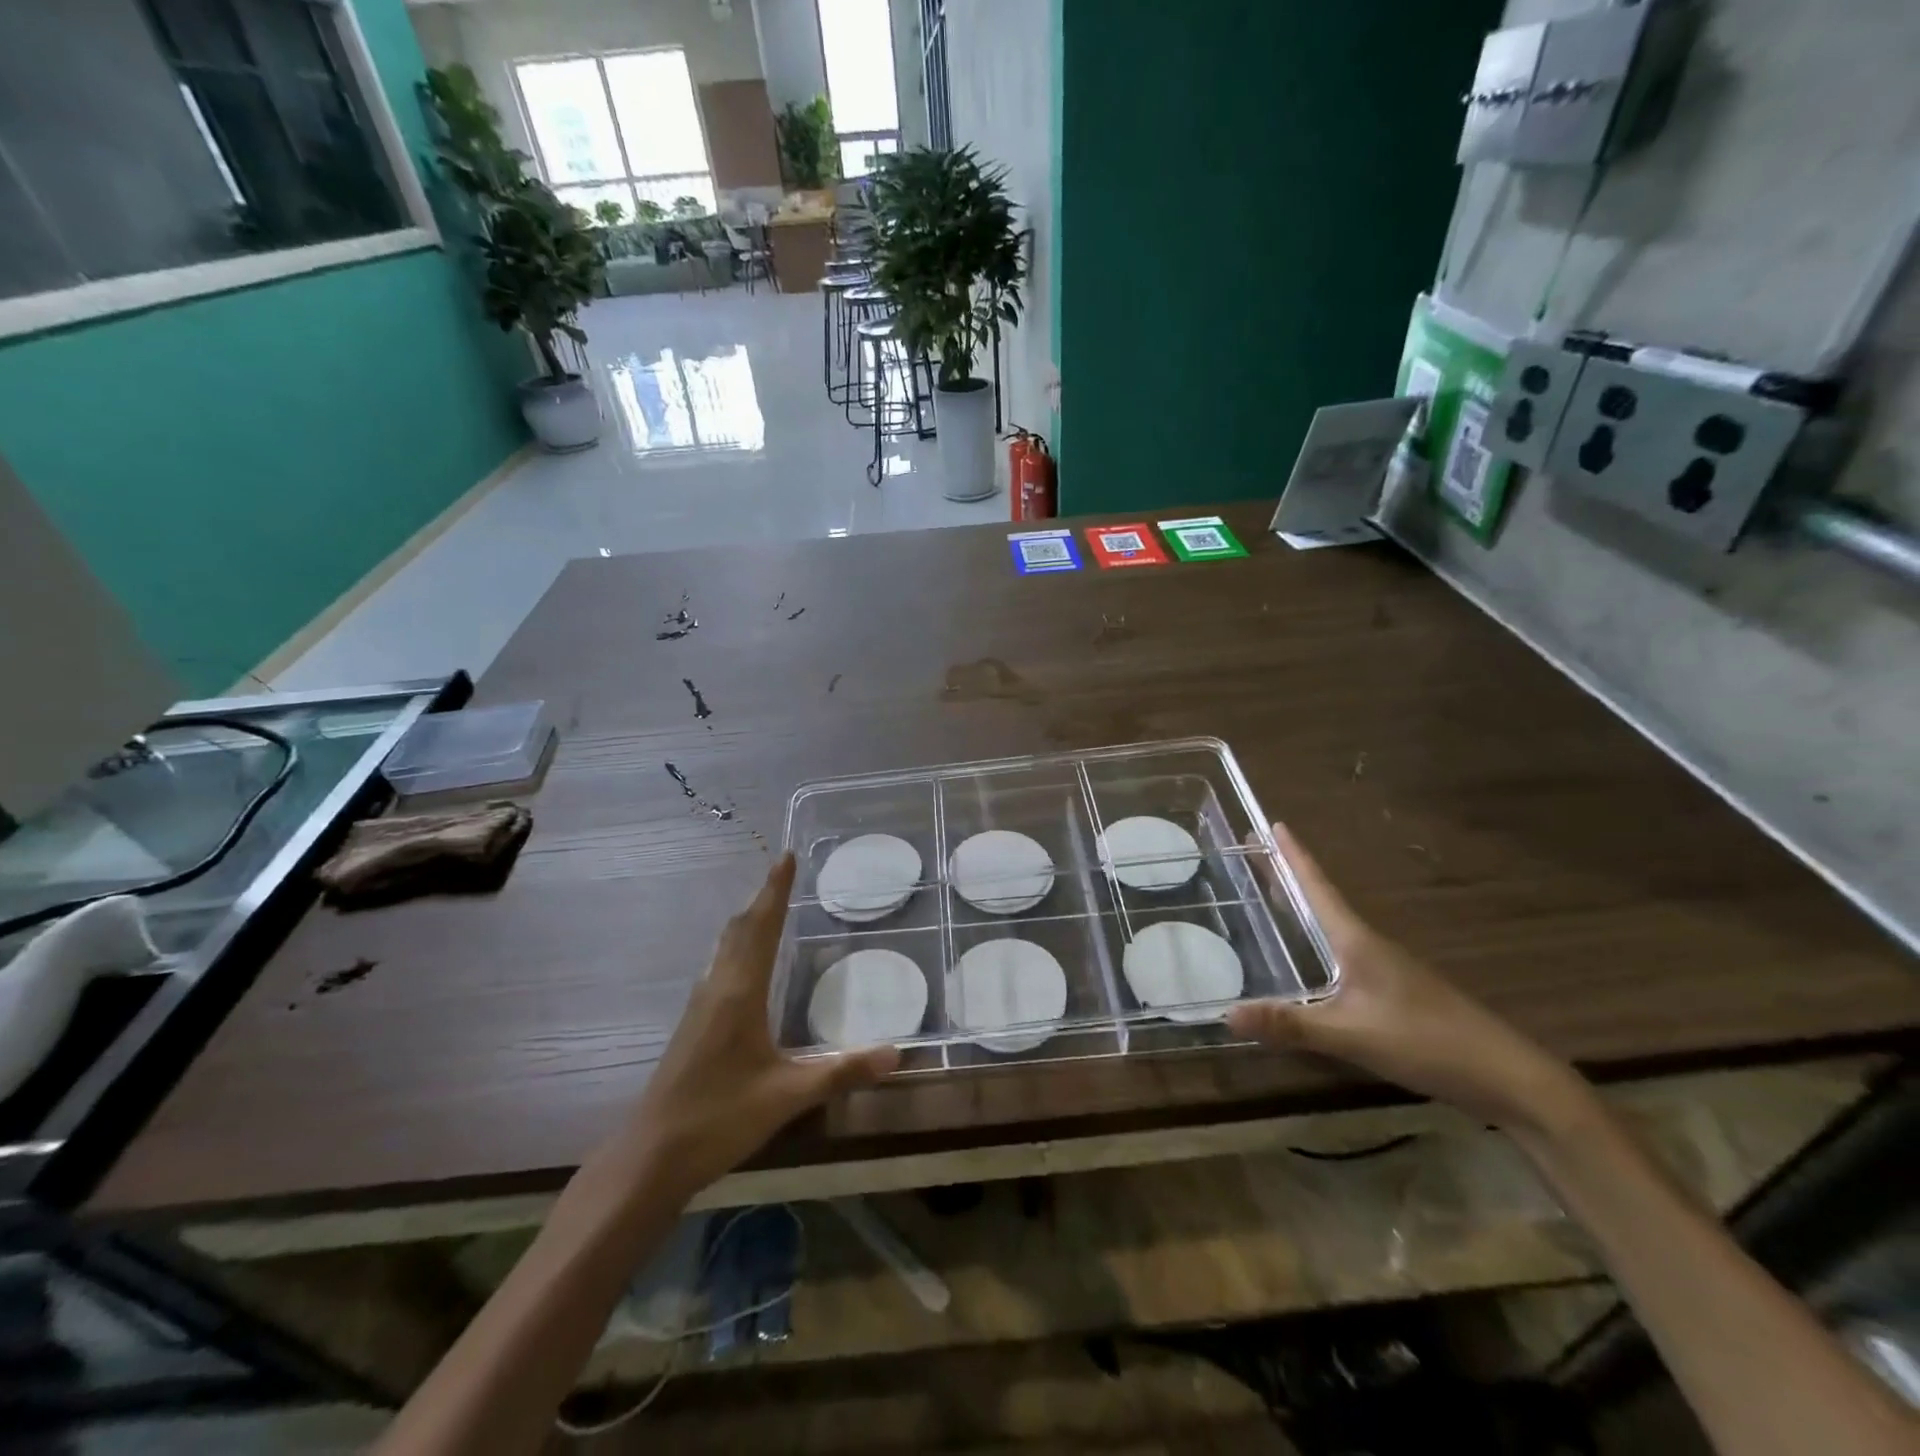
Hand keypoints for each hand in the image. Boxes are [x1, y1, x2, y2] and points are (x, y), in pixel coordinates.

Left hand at [626, 854, 897, 1194]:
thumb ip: (842, 1071)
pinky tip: (746, 964)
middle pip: (739, 929)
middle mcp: (717, 988)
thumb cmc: (720, 1118)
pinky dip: (738, 946)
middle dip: (762, 898)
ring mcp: (700, 1005)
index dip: (775, 890)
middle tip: (784, 874)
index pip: (760, 927)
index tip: (786, 856)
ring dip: (747, 921)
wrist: (651, 1155)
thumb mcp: (788, 1096)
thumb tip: (896, 1054)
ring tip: (769, 907)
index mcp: (739, 992)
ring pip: (725, 947)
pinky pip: (719, 966)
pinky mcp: (693, 1024)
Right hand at [1225, 825, 1583, 1131]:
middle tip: (1257, 852)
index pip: (1318, 888)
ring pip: (1334, 927)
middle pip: (1322, 900)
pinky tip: (1310, 959)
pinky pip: (1344, 953)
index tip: (1272, 824)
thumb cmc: (1426, 1041)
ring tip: (1274, 895)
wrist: (1505, 1075)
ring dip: (1305, 906)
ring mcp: (1385, 969)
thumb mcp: (1351, 1034)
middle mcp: (1369, 946)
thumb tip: (1226, 1014)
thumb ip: (1291, 1024)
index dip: (1294, 857)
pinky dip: (1318, 940)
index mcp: (1357, 942)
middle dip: (1291, 876)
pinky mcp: (1394, 992)